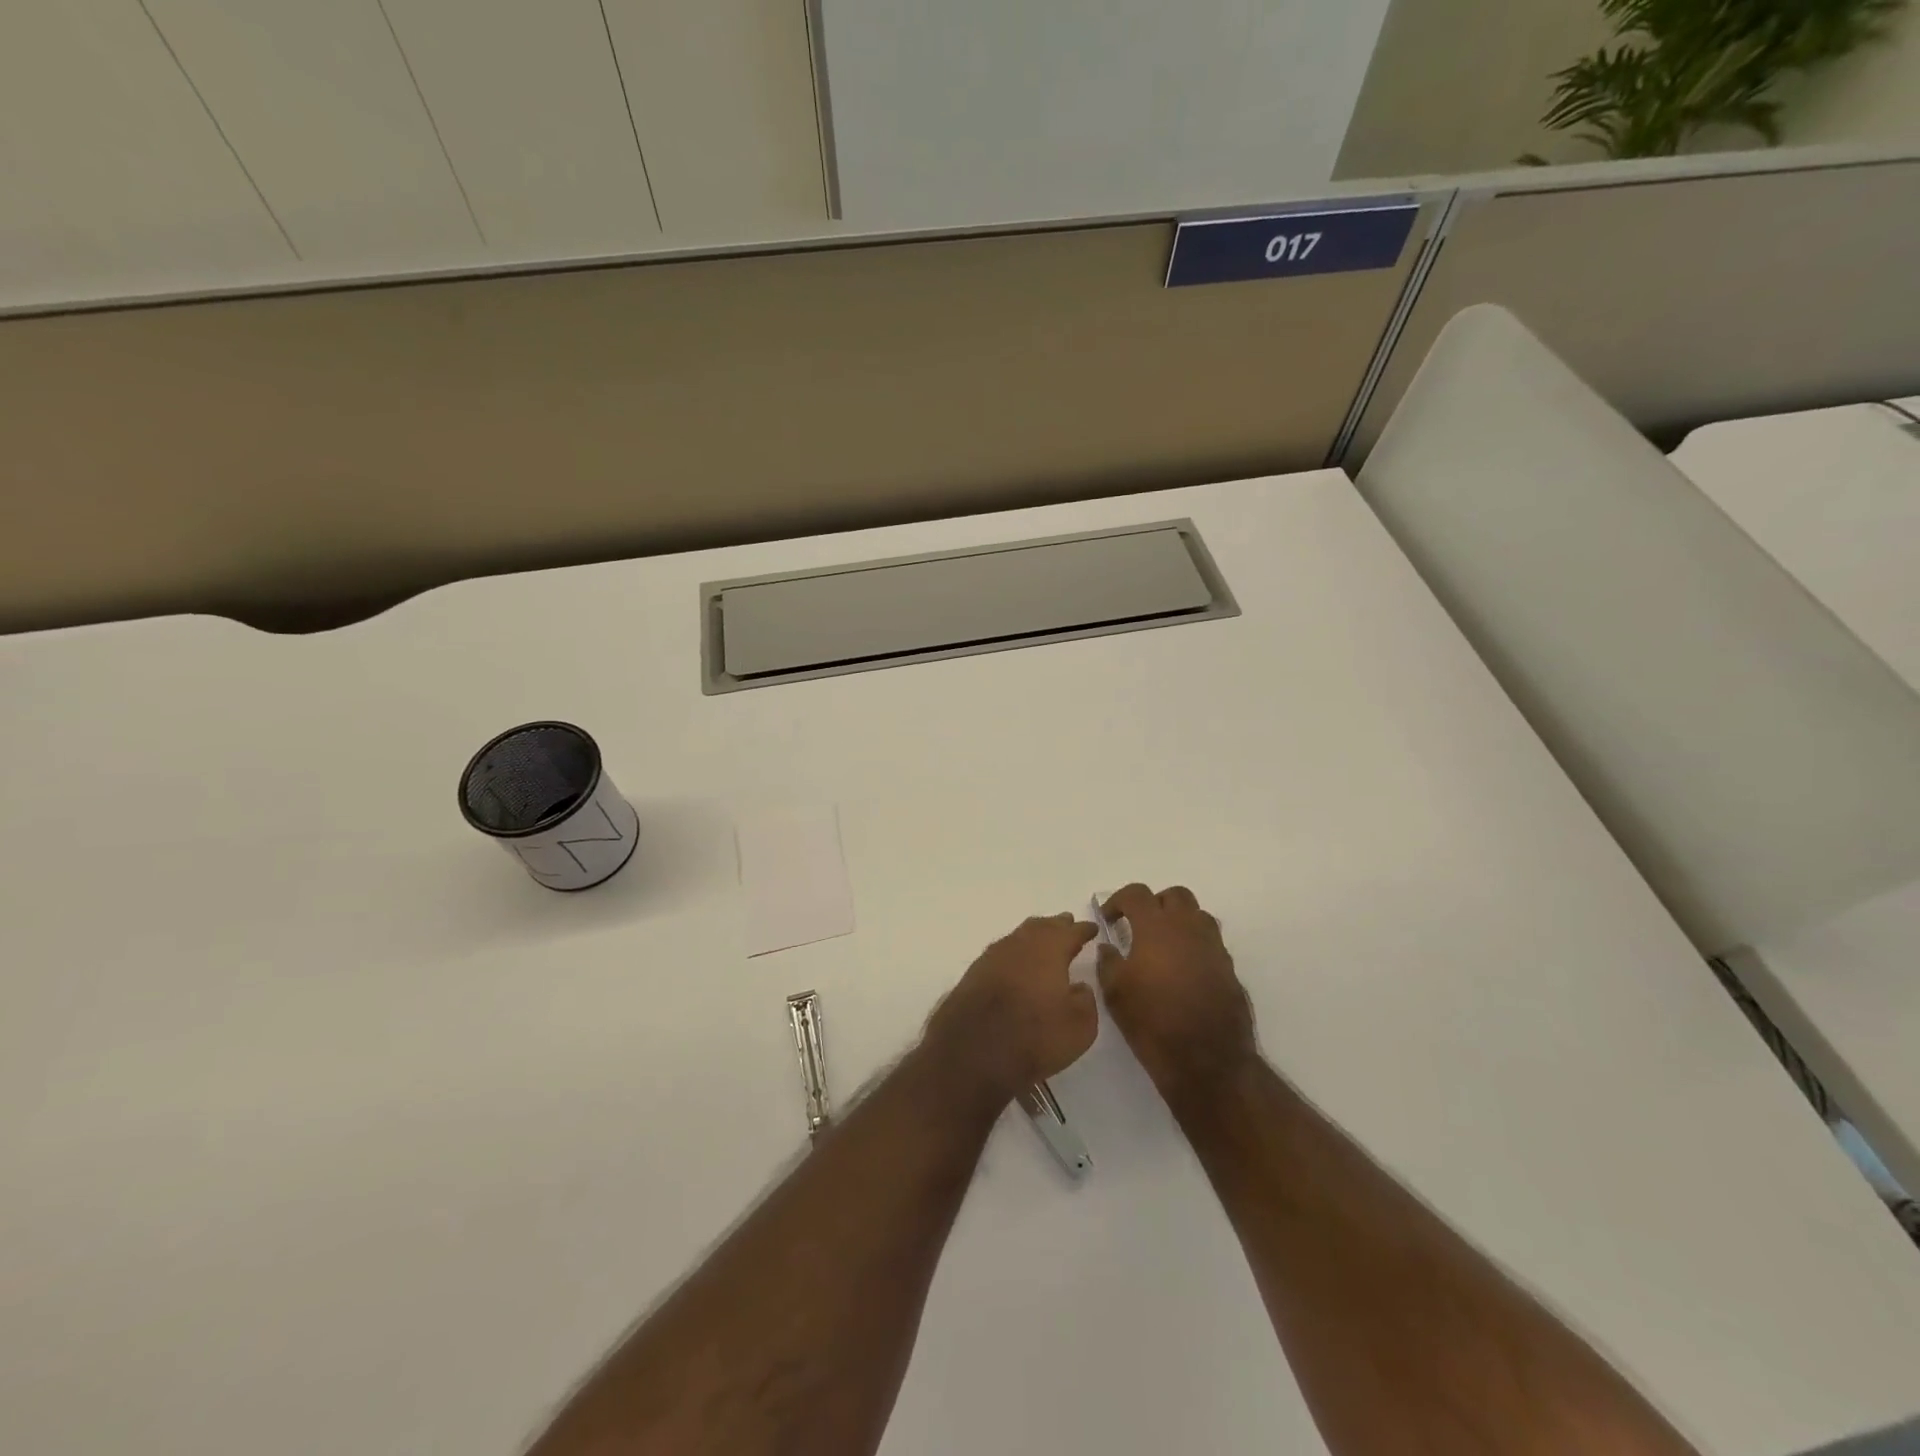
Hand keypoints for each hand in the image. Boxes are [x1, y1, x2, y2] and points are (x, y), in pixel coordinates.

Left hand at [924, 914, 1099, 1107]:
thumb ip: (1085, 1000)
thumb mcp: (1079, 1027)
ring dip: (1033, 937)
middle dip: (1056, 926)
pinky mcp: (973, 974)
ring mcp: (992, 956)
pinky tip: (1016, 966)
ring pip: (1018, 937)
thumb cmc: (1034, 1036)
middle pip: (1041, 927)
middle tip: (1067, 925)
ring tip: (1043, 943)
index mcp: (1049, 949)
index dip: (1083, 930)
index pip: (1071, 932)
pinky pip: (1001, 955)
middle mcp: (1019, 944)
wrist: (971, 1051)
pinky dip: (1014, 955)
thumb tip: (1078, 987)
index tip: (1092, 928)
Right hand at [1098, 884, 1256, 1107]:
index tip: (1110, 918)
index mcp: (1156, 927)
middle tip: (1139, 927)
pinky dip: (1194, 945)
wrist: (1208, 1061)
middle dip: (1155, 904)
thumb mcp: (1115, 993)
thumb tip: (1109, 947)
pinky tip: (1182, 972)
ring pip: (1197, 916)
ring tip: (1163, 947)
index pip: (1137, 894)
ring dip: (1179, 921)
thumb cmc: (1153, 1023)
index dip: (1119, 900)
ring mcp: (1214, 947)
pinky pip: (1210, 943)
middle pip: (1175, 895)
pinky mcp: (1229, 969)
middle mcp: (1188, 928)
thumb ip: (1108, 962)